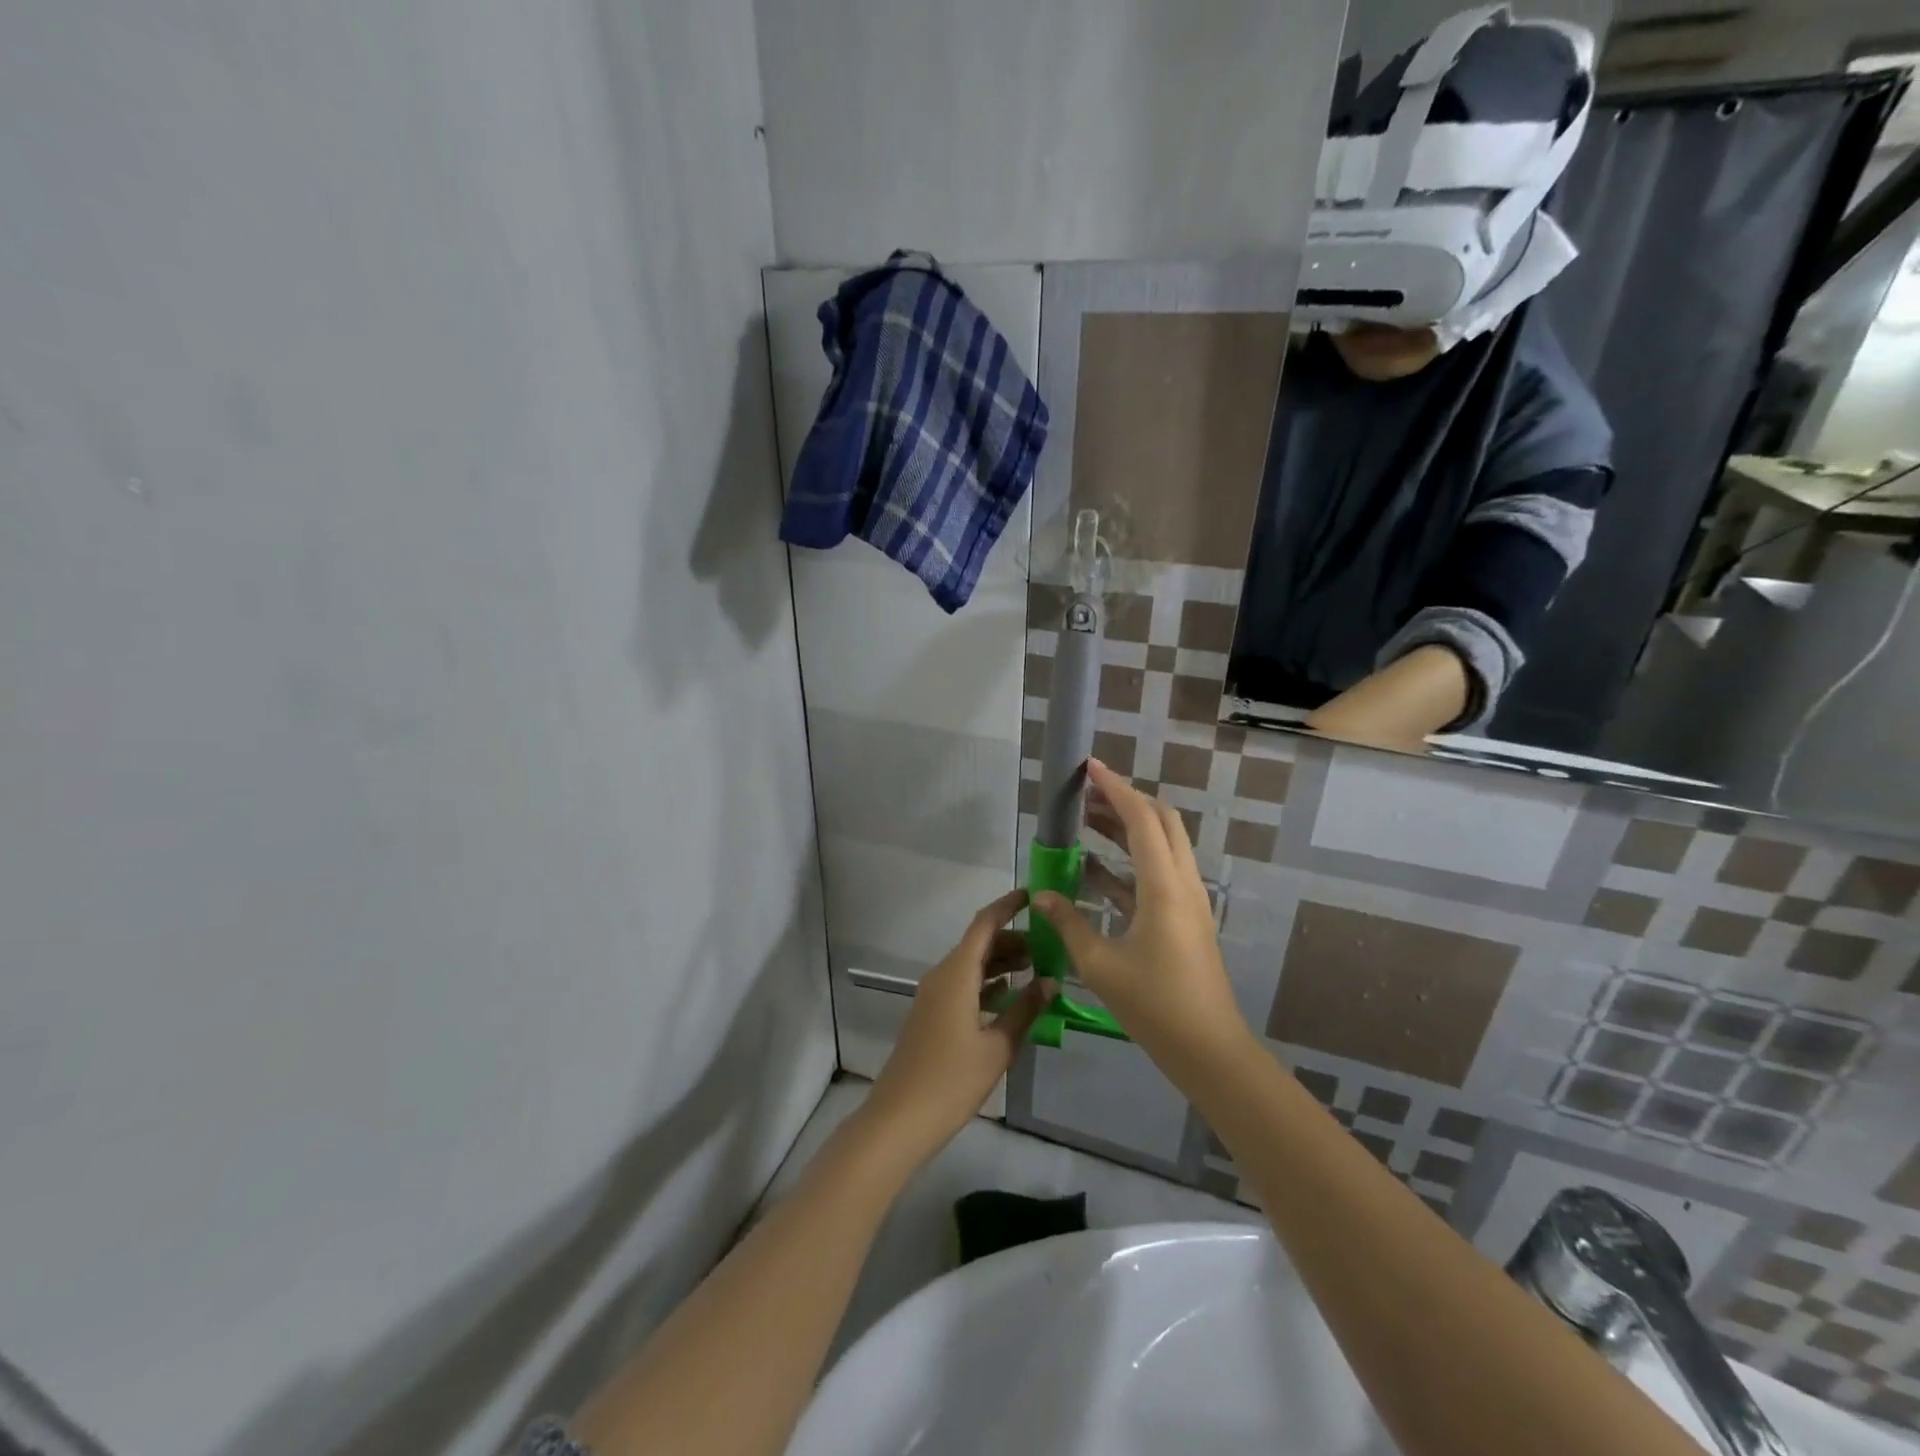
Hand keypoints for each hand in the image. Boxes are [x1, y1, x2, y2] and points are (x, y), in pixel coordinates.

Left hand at [863, 889, 1055, 1160]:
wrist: (899, 1118)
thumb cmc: (951, 1079)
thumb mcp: (997, 1047)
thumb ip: (1025, 1010)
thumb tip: (1051, 982)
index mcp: (956, 973)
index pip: (984, 924)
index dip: (1007, 906)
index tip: (1033, 896)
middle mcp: (942, 975)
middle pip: (979, 944)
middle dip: (1012, 939)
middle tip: (1049, 945)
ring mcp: (934, 995)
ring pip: (972, 965)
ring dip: (1002, 962)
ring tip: (1038, 968)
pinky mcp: (932, 1014)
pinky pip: (964, 985)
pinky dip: (988, 983)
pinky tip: (1011, 995)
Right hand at [1031, 761, 1252, 1069]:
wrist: (1208, 1049)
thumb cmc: (1153, 1005)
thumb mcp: (1099, 964)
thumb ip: (1067, 923)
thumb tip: (1040, 896)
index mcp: (1163, 886)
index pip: (1141, 818)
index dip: (1115, 788)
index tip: (1090, 767)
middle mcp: (1182, 883)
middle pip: (1160, 822)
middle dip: (1124, 801)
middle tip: (1087, 794)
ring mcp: (1188, 901)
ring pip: (1161, 846)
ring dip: (1127, 829)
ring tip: (1086, 822)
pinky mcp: (1186, 919)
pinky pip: (1157, 874)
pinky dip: (1129, 862)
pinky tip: (1095, 871)